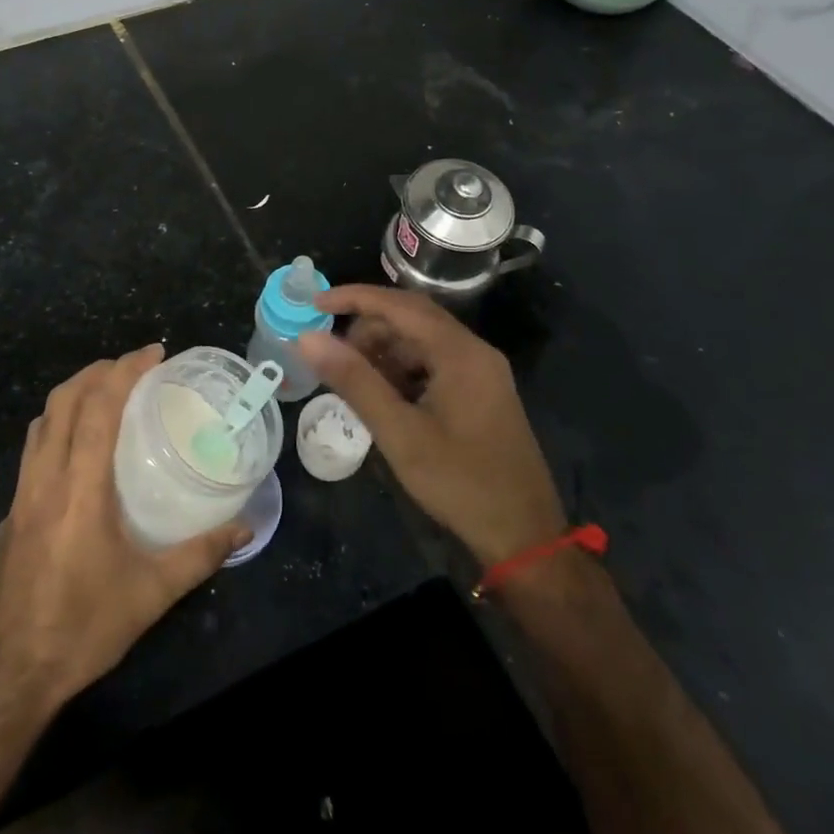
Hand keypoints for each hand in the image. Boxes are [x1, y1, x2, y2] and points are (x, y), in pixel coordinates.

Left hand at [0, 345, 249, 710]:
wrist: (4, 677)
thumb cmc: (80, 629)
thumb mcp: (150, 595)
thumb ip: (200, 556)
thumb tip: (244, 528)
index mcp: (79, 489)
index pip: (97, 408)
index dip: (124, 371)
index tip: (153, 353)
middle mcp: (44, 481)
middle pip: (62, 402)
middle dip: (96, 371)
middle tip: (132, 367)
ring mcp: (19, 498)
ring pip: (40, 424)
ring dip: (71, 396)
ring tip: (104, 395)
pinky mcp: (8, 517)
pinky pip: (31, 453)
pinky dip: (55, 429)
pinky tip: (76, 454)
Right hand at [299, 286, 565, 566]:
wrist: (524, 535)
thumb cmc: (460, 482)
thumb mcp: (399, 432)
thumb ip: (354, 380)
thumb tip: (308, 338)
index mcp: (460, 352)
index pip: (400, 305)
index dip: (354, 298)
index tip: (315, 302)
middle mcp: (474, 351)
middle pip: (413, 318)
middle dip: (368, 329)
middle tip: (333, 355)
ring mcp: (481, 372)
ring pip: (422, 342)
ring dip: (385, 352)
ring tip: (354, 381)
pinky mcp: (481, 393)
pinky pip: (434, 364)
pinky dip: (403, 371)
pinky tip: (384, 397)